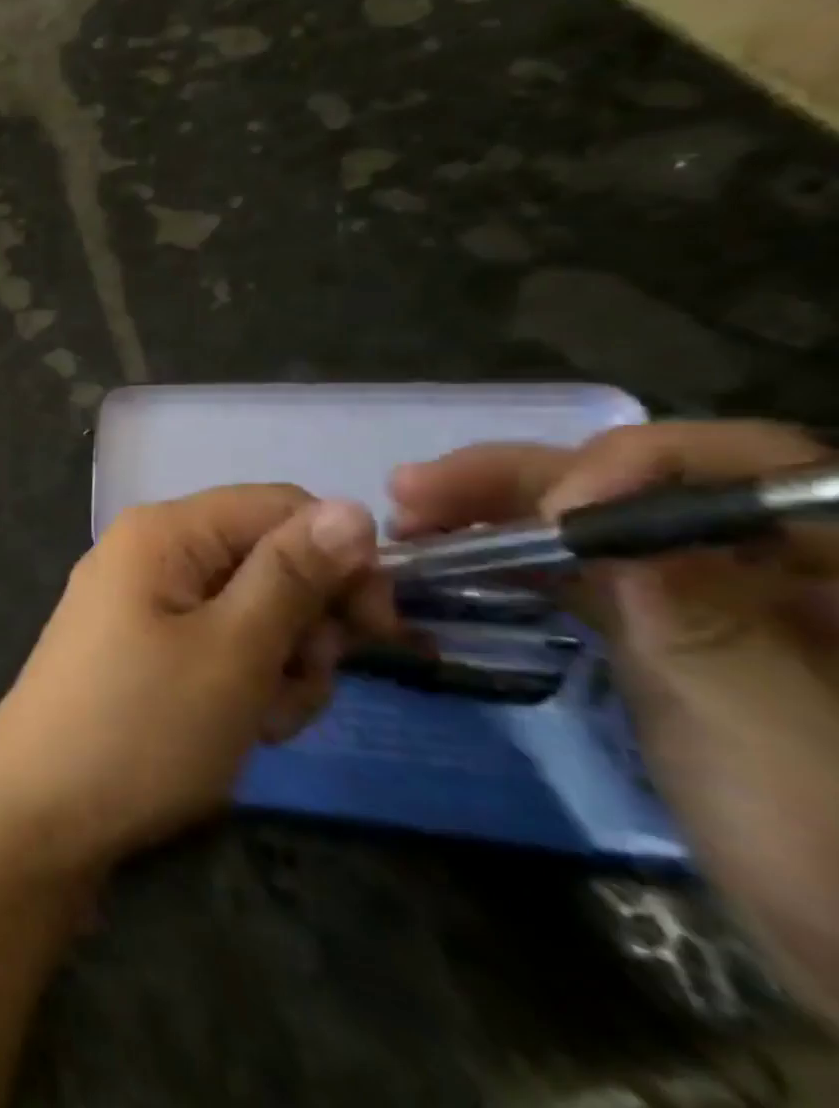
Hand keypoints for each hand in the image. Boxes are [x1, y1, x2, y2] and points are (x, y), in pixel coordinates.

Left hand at [0, 487, 397, 881]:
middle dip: (305, 626)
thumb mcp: (233, 651)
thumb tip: (353, 507)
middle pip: (267, 560)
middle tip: (298, 685)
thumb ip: (292, 576)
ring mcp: (142, 600)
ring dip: (280, 666)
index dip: (340, 558)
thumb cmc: (141, 726)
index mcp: (164, 530)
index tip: (374, 631)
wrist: (39, 808)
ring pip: (251, 611)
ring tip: (259, 721)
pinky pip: (216, 644)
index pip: (281, 506)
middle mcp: (150, 551)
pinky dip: (243, 684)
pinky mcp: (141, 646)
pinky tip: (237, 729)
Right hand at [391, 420, 838, 1023]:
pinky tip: (449, 560)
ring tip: (410, 518)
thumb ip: (702, 624)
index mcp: (838, 561)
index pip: (746, 466)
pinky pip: (579, 571)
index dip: (639, 467)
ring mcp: (714, 594)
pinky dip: (510, 560)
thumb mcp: (773, 741)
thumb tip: (600, 519)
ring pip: (592, 523)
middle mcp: (772, 558)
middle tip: (413, 490)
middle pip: (640, 485)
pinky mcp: (665, 628)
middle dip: (523, 481)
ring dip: (495, 513)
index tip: (549, 514)